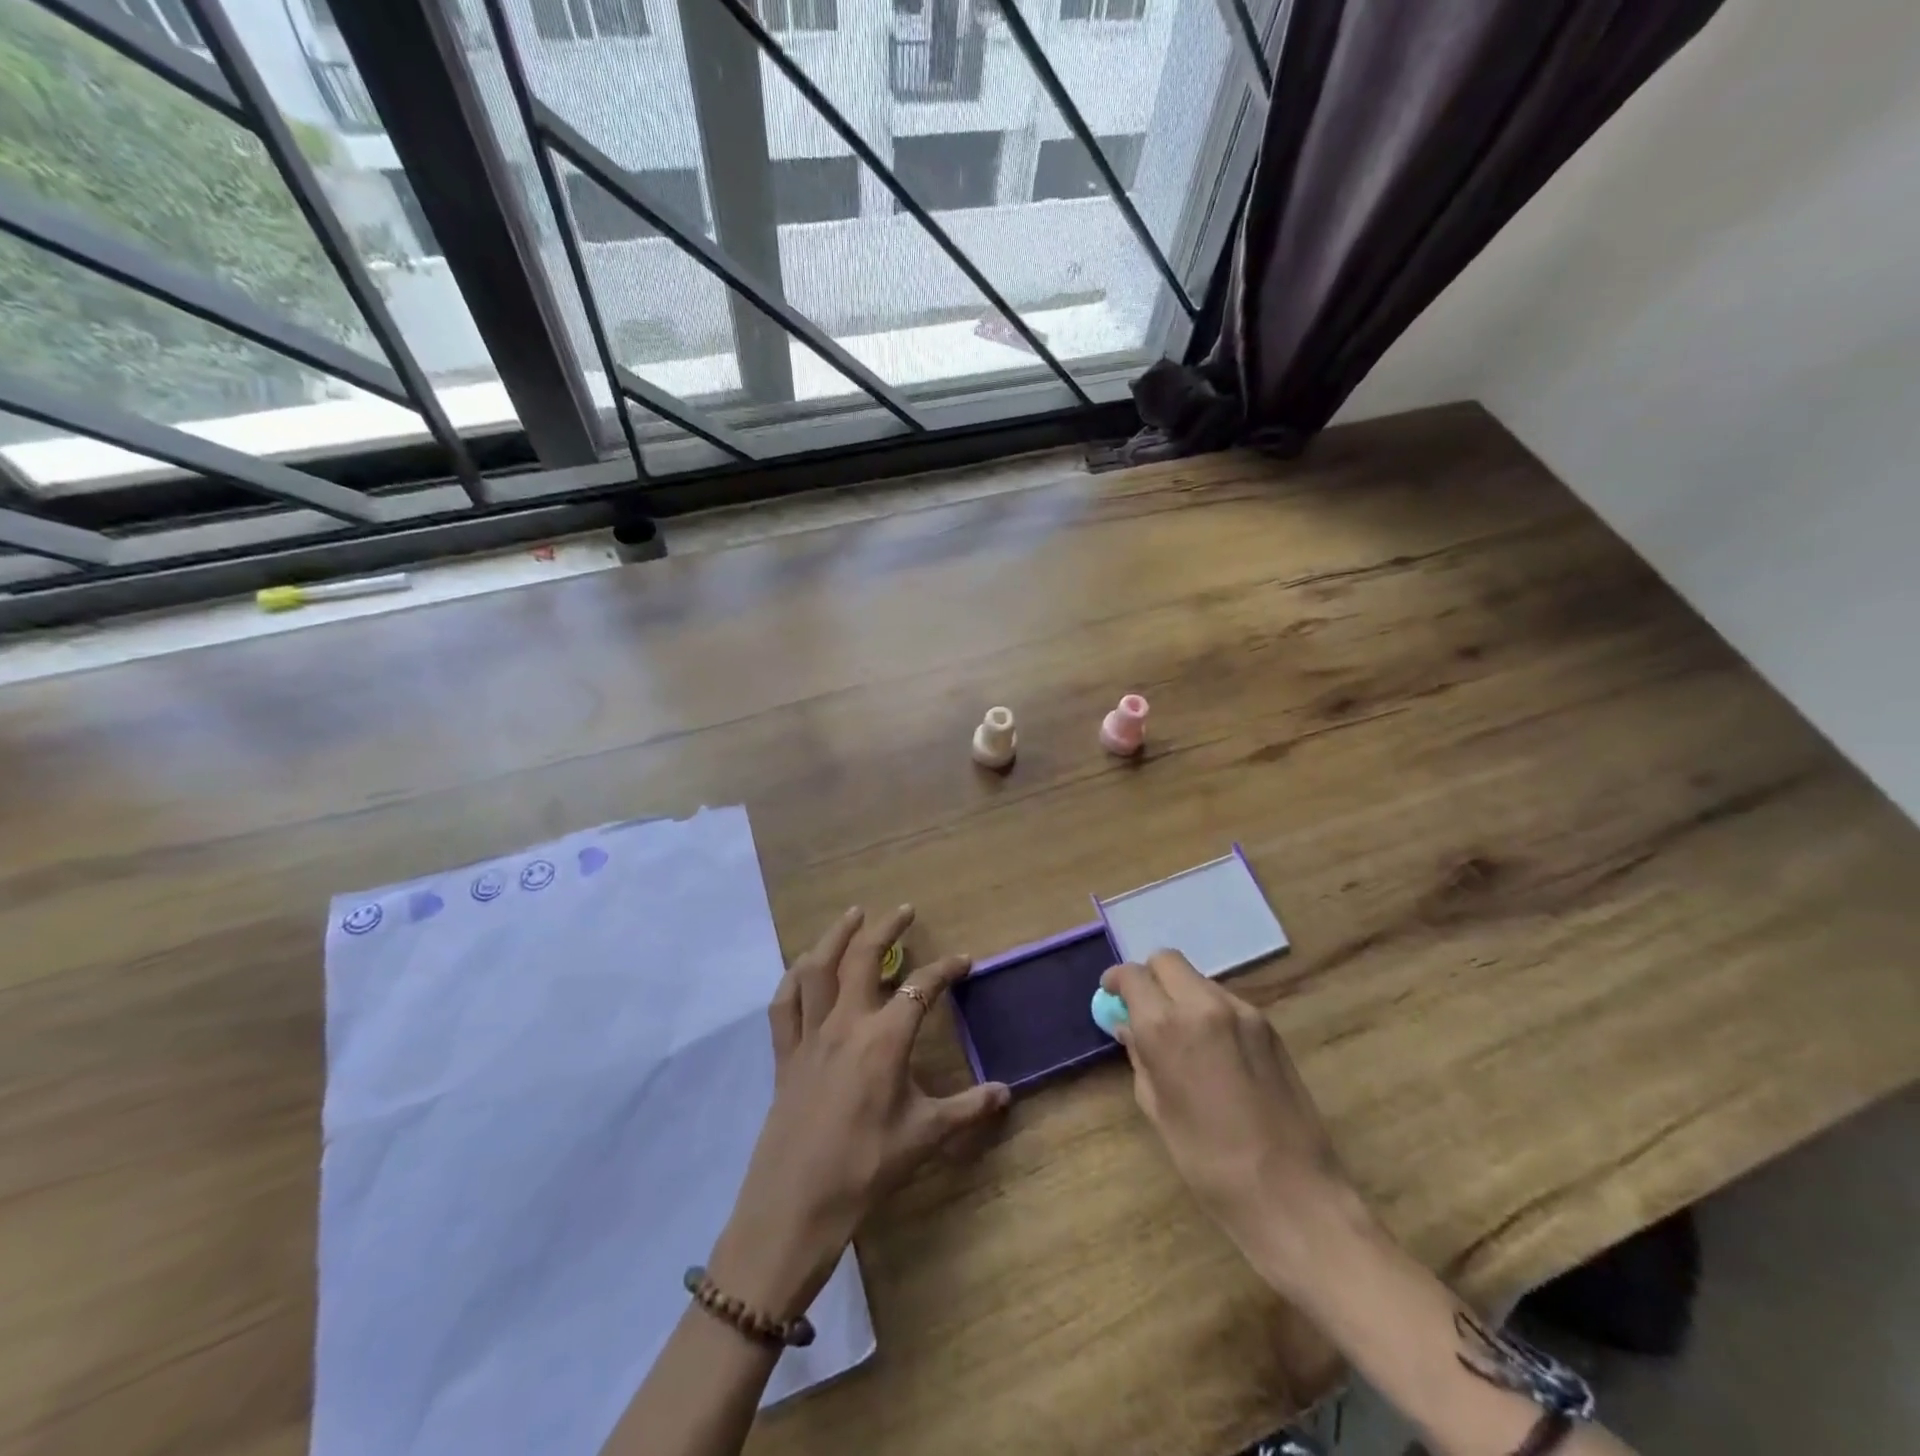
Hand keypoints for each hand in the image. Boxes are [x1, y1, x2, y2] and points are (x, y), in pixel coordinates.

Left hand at [708, 907, 1010, 1318]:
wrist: (795, 1207)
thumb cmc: (866, 1168)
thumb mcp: (925, 1137)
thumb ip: (967, 1109)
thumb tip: (1007, 1093)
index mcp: (884, 1039)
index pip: (921, 988)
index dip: (946, 970)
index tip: (965, 961)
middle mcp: (846, 1023)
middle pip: (863, 959)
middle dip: (887, 929)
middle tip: (904, 911)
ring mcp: (810, 1036)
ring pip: (817, 969)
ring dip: (836, 936)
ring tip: (853, 915)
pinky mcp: (784, 1055)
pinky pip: (784, 1005)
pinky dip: (793, 978)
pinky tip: (802, 966)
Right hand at [1102, 951, 1369, 1299]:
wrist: (1293, 1194)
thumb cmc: (1209, 1162)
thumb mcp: (1158, 1109)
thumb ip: (1140, 1057)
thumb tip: (1129, 1027)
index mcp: (1166, 1027)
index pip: (1133, 975)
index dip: (1117, 981)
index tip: (1111, 996)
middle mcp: (1203, 1005)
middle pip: (1167, 960)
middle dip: (1149, 977)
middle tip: (1144, 1008)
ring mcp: (1242, 1012)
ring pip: (1198, 979)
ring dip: (1181, 993)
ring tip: (1182, 1034)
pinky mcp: (1269, 1026)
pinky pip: (1226, 1000)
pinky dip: (1209, 1010)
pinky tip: (1214, 1050)